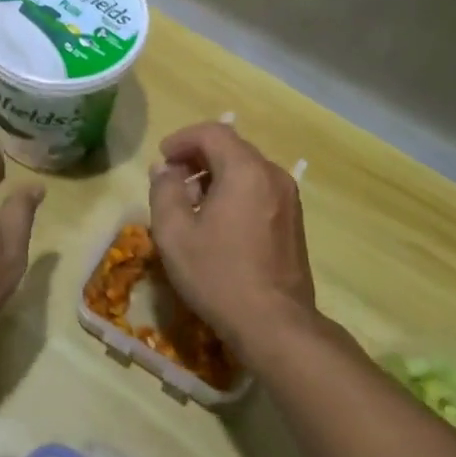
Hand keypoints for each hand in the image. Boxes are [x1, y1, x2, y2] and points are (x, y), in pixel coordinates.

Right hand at [147, 122, 314, 355]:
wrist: (275, 324)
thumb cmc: (219, 275)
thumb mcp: (174, 233)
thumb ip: (164, 191)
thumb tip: (164, 170)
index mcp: (246, 170)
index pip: (212, 132)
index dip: (182, 139)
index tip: (162, 158)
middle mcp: (273, 175)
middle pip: (231, 147)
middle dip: (197, 156)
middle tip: (172, 180)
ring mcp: (288, 198)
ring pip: (246, 168)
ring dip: (215, 174)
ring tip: (191, 203)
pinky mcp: (293, 220)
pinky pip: (259, 189)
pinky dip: (234, 190)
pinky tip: (217, 221)